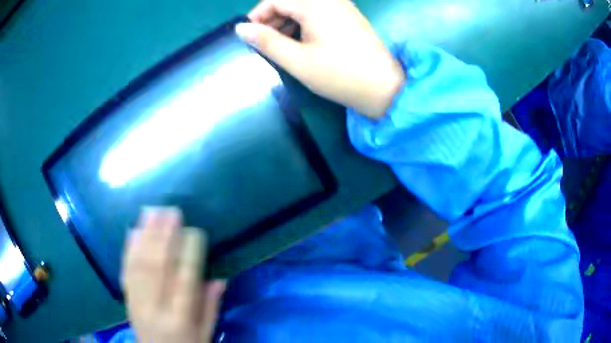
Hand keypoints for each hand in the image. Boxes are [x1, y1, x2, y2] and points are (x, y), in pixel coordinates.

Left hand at [121, 207, 225, 342]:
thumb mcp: (206, 335)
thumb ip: (211, 308)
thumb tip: (219, 279)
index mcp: (181, 319)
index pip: (185, 281)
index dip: (190, 254)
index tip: (196, 231)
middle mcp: (156, 308)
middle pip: (158, 267)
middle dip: (164, 236)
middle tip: (171, 211)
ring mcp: (137, 302)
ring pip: (140, 264)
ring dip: (145, 235)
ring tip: (151, 211)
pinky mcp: (126, 298)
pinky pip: (126, 270)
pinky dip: (128, 249)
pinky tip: (132, 231)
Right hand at [236, 0, 404, 118]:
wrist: (384, 87)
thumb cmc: (339, 75)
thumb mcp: (297, 60)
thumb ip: (266, 41)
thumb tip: (240, 28)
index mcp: (315, 4)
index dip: (257, 16)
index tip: (248, 36)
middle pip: (289, 0)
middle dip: (271, 19)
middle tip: (263, 43)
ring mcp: (341, 6)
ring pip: (302, 6)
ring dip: (286, 22)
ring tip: (279, 46)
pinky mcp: (348, 16)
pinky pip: (317, 12)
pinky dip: (302, 23)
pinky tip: (300, 42)